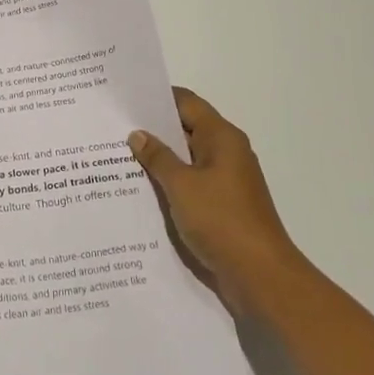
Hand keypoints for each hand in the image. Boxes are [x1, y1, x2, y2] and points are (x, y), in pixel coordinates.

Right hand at [128, 89, 301, 312]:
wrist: (260, 276)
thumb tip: (138, 134)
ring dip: (159, 159)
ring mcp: (225, 181)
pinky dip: (169, 183)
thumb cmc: (221, 220)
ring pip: (186, 159)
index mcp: (221, 138)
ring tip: (118, 157)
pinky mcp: (222, 206)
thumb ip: (158, 157)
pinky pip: (190, 184)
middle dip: (152, 130)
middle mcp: (226, 153)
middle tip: (113, 128)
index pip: (186, 103)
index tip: (125, 99)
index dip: (157, 98)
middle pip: (186, 129)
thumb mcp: (182, 185)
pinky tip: (140, 190)